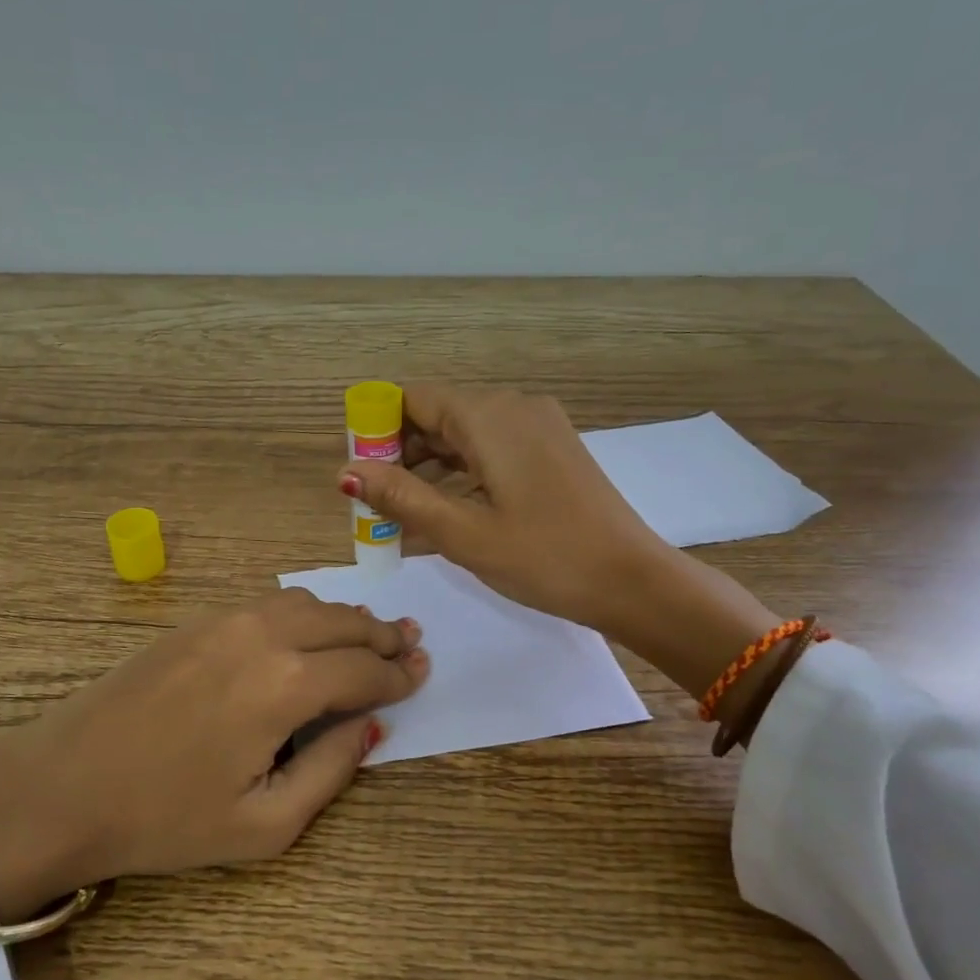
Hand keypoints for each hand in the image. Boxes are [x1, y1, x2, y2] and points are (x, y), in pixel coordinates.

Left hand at [0, 590, 427, 919]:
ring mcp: (225, 621)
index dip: (399, 675)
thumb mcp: (263, 825)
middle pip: (343, 622)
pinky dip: (304, 612)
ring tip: (368, 636)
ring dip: (345, 618)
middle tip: (410, 644)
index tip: (422, 673)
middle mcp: (263, 636)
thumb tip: (368, 725)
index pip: (364, 671)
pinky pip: (268, 604)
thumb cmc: (165, 820)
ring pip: (307, 603)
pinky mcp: (195, 621)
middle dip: (382, 636)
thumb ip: (330, 770)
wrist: (62, 786)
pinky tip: (308, 633)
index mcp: (286, 686)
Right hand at [338, 385, 665, 634]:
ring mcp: (537, 427)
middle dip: (400, 454)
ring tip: (403, 516)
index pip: (412, 399)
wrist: (632, 580)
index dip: (377, 430)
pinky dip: (461, 474)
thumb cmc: (544, 557)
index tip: (358, 474)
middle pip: (437, 414)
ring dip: (429, 468)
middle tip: (376, 504)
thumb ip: (401, 497)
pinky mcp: (551, 449)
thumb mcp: (463, 532)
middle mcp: (513, 407)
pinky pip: (491, 449)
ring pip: (464, 434)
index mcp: (488, 416)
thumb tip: (346, 472)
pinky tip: (446, 512)